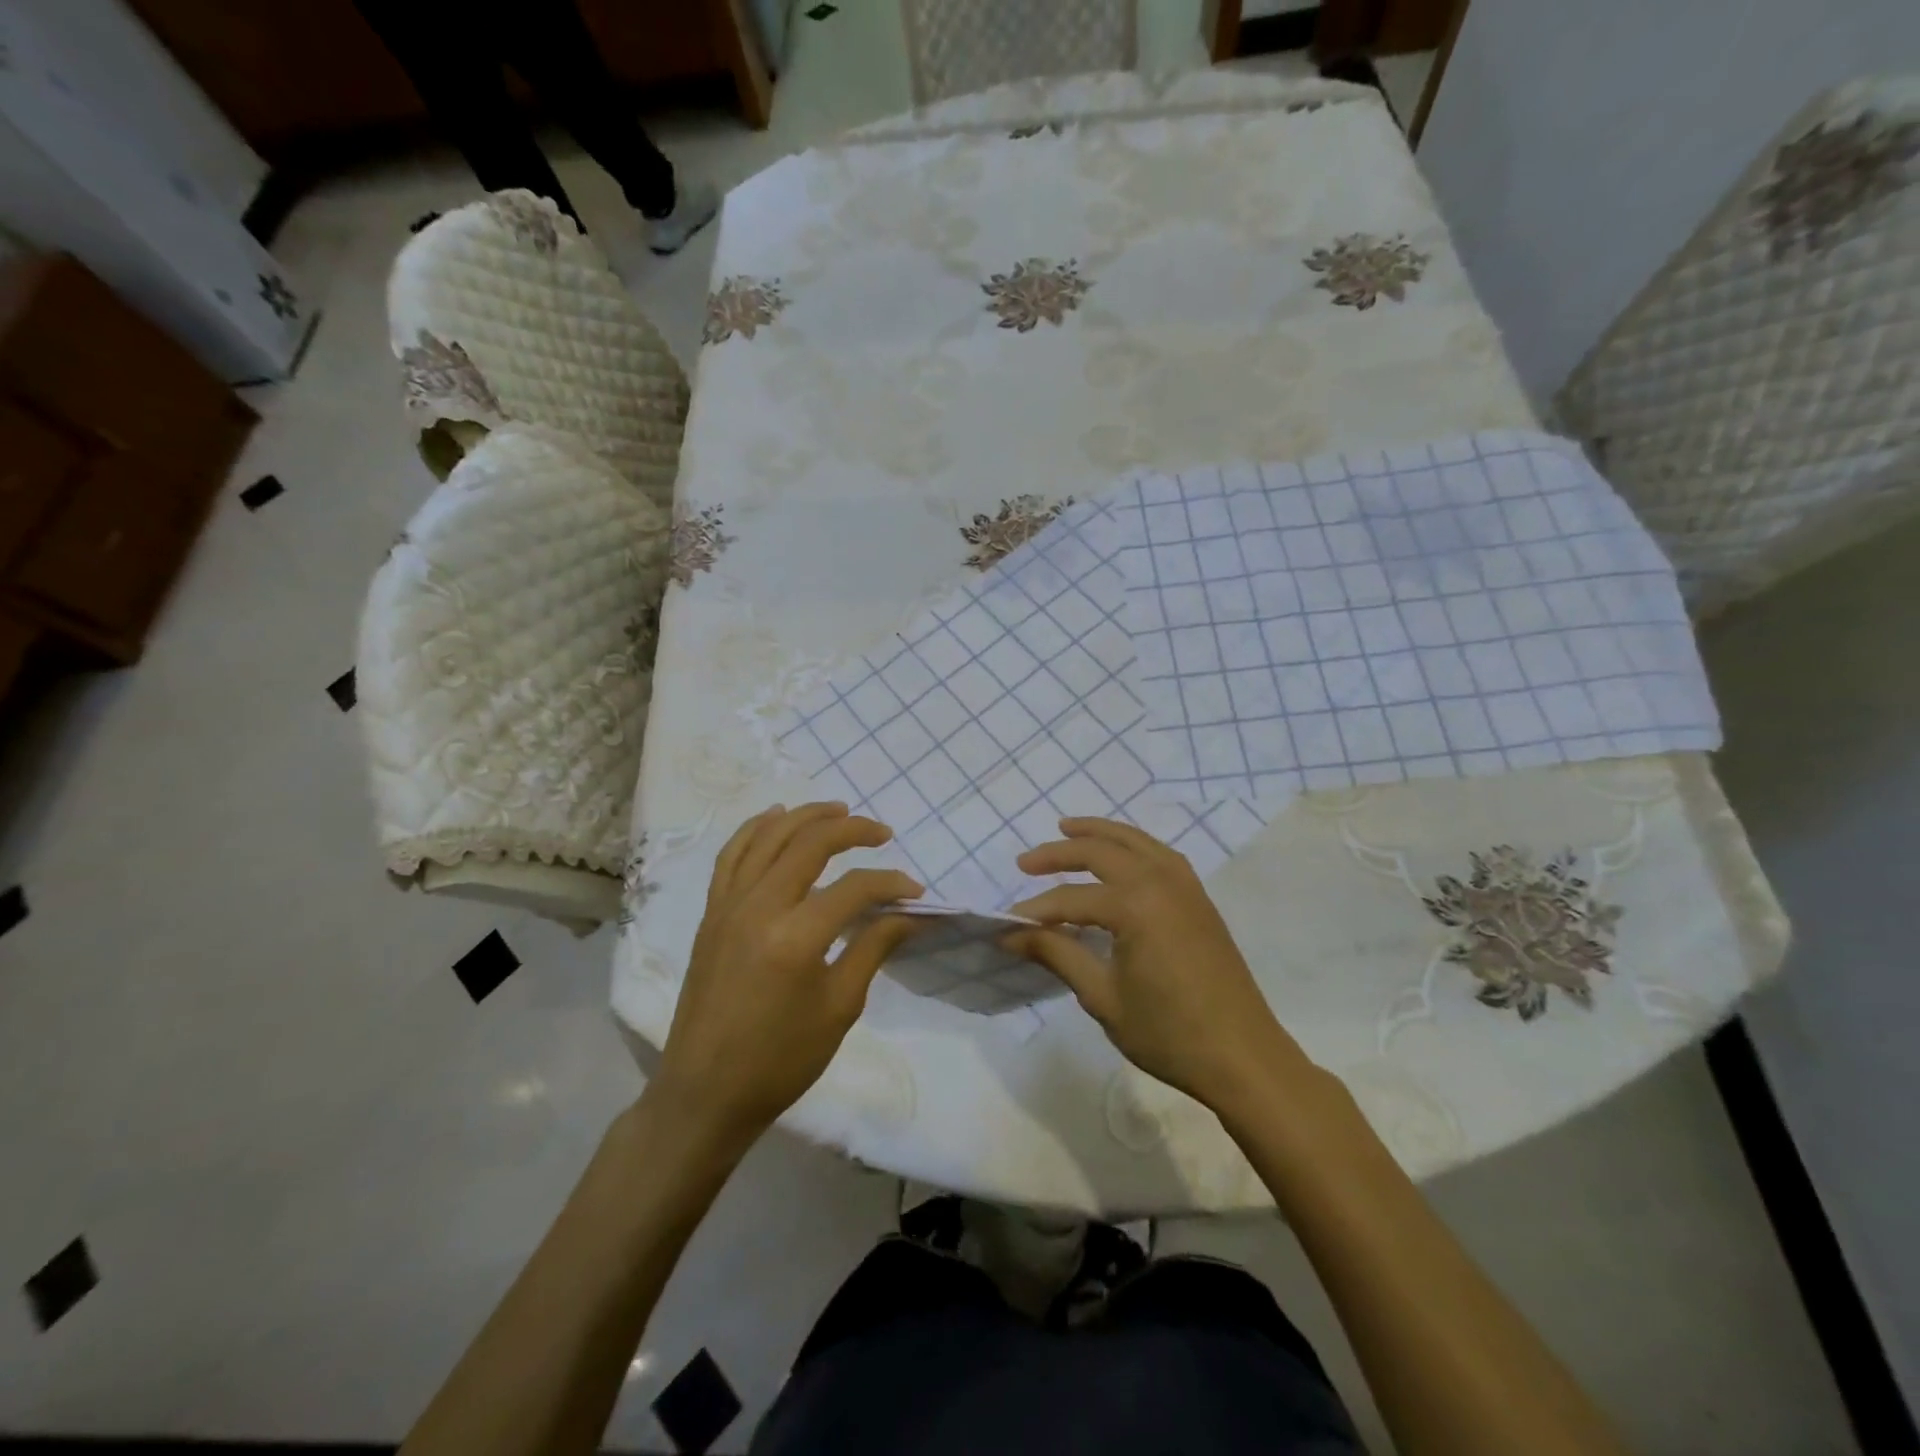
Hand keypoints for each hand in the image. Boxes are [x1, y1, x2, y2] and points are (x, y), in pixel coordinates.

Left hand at [651, 803, 920, 1148]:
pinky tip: (777, 817)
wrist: (706, 1092)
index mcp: (796, 937)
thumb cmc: (781, 1059)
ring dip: (806, 816)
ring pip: (769, 837)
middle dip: (852, 830)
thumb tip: (906, 913)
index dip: (890, 883)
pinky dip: (756, 829)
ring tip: (838, 809)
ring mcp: (728, 905)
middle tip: (882, 832)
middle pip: (810, 844)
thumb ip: (873, 948)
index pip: (854, 889)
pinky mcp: (711, 913)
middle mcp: (758, 907)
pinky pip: (732, 855)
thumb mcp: (839, 1008)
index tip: (914, 892)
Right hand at [1008, 817, 1301, 1110]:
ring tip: (1067, 827)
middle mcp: (1160, 882)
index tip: (1005, 925)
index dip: (1035, 912)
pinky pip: (1160, 854)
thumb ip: (1058, 954)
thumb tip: (1012, 934)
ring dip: (1099, 833)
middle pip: (1101, 852)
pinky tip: (1121, 854)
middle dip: (1059, 854)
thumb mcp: (1103, 997)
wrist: (1243, 1058)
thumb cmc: (1168, 1033)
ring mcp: (1186, 886)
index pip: (1071, 899)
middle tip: (1025, 862)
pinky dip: (1133, 844)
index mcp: (1135, 905)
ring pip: (1135, 841)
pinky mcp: (1199, 899)